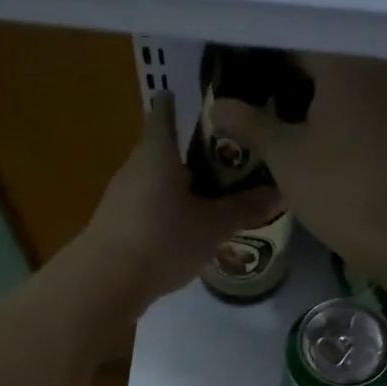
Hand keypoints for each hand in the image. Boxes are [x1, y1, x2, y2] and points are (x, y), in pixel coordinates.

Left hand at [74, 93, 281, 313]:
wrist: (105, 282)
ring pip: (155, 180)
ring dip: (180, 185)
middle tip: (228, 159)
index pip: (165, 112)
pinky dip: (167, 210)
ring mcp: (121, 195)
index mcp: (157, 152)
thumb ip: (245, 209)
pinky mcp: (116, 223)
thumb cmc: (162, 239)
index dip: (182, 103)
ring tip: (213, 197)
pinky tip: (187, 229)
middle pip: (163, 148)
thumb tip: (281, 192)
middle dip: (193, 152)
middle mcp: (135, 166)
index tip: (207, 105)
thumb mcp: (212, 226)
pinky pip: (147, 206)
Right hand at [209, 53, 386, 277]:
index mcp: (345, 63)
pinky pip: (361, 104)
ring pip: (344, 82)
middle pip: (324, 57)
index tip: (238, 69)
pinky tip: (313, 133)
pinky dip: (336, 111)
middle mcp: (376, 68)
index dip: (264, 53)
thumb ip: (250, 123)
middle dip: (288, 73)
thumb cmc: (339, 188)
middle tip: (253, 93)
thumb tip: (218, 105)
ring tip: (277, 113)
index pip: (296, 38)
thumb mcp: (285, 156)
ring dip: (312, 93)